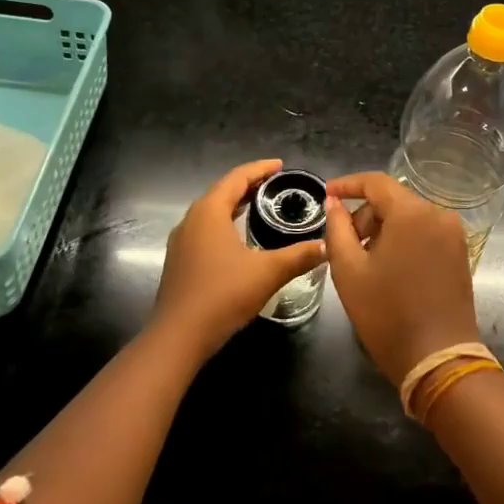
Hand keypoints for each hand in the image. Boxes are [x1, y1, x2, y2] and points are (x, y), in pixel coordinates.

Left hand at [154, 159, 326, 357]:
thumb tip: (325, 246)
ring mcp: (182, 241)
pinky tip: (240, 238)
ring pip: (212, 211)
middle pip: (223, 191)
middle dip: (249, 185)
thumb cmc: (222, 295)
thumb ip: (298, 256)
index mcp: (209, 211)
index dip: (260, 169)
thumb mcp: (267, 273)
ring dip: (236, 204)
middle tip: (276, 185)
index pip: (237, 177)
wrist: (178, 337)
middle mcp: (191, 219)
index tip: (281, 166)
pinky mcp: (180, 260)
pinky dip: (226, 223)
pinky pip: (206, 229)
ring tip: (261, 206)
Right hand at [323, 172, 479, 384]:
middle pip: (393, 200)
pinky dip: (403, 240)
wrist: (438, 360)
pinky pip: (424, 233)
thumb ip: (337, 229)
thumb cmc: (387, 314)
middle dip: (365, 216)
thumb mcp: (349, 271)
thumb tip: (333, 203)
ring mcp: (453, 234)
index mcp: (412, 213)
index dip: (348, 184)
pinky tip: (389, 269)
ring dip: (383, 230)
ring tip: (365, 262)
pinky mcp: (459, 253)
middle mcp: (438, 215)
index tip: (326, 193)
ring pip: (408, 217)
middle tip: (345, 246)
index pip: (376, 182)